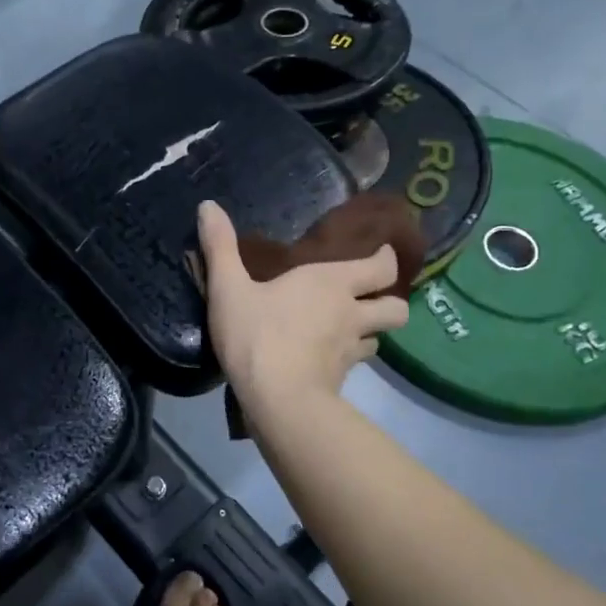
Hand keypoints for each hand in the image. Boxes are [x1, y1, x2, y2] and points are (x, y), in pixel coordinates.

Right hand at [197, 201, 408, 415]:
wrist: (277, 400)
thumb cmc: (256, 336)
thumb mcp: (228, 288)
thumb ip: (219, 247)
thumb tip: (207, 205)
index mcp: (332, 282)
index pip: (382, 266)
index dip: (386, 259)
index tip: (380, 254)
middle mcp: (351, 313)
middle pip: (397, 307)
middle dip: (390, 300)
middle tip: (370, 297)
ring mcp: (351, 350)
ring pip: (379, 338)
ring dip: (370, 332)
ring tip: (350, 330)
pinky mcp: (343, 380)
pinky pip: (356, 364)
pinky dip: (349, 360)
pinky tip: (328, 360)